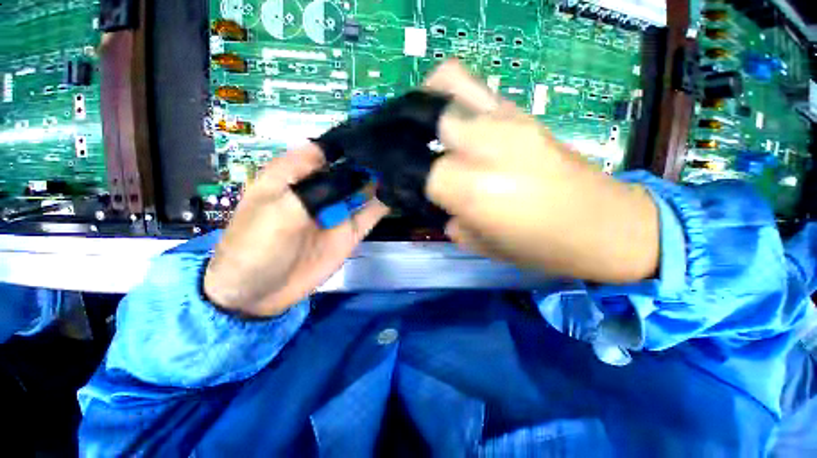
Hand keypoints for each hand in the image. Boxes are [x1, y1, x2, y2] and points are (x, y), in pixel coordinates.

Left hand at [203, 144, 388, 316]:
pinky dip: (384, 203)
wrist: (258, 293)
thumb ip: (318, 188)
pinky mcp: (350, 231)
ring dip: (381, 179)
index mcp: (294, 175)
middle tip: (399, 149)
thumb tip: (349, 168)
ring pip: (364, 189)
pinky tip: (401, 191)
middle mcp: (320, 189)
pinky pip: (371, 213)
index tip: (374, 132)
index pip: (325, 148)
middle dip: (371, 158)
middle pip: (349, 167)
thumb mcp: (281, 210)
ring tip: (405, 167)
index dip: (347, 140)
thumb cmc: (256, 246)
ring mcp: (338, 211)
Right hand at [424, 60, 659, 282]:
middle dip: (409, 130)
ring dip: (428, 103)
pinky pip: (477, 89)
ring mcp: (507, 121)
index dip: (408, 179)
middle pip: (427, 113)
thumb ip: (449, 220)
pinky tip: (459, 126)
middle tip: (409, 148)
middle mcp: (486, 146)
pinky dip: (455, 99)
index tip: (406, 186)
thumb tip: (434, 201)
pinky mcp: (525, 114)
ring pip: (449, 82)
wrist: (606, 225)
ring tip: (429, 129)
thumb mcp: (481, 245)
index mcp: (473, 190)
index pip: (419, 170)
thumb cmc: (541, 247)